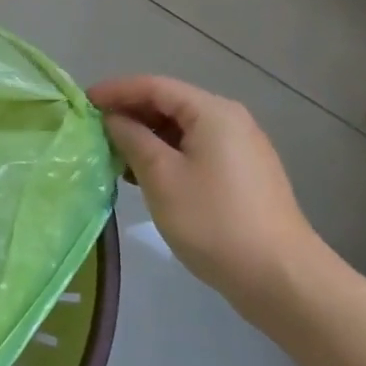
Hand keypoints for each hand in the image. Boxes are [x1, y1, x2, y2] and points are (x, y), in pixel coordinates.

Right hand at [89, 75, 329, 319]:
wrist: (282, 280)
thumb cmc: (214, 221)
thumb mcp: (161, 177)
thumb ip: (132, 138)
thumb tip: (114, 118)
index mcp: (211, 111)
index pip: (154, 86)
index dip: (116, 91)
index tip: (83, 102)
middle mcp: (230, 119)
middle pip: (170, 103)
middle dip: (131, 112)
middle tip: (95, 128)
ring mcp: (241, 147)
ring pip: (183, 128)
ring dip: (147, 135)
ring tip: (114, 153)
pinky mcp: (244, 174)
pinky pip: (197, 148)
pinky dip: (168, 153)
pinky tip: (147, 174)